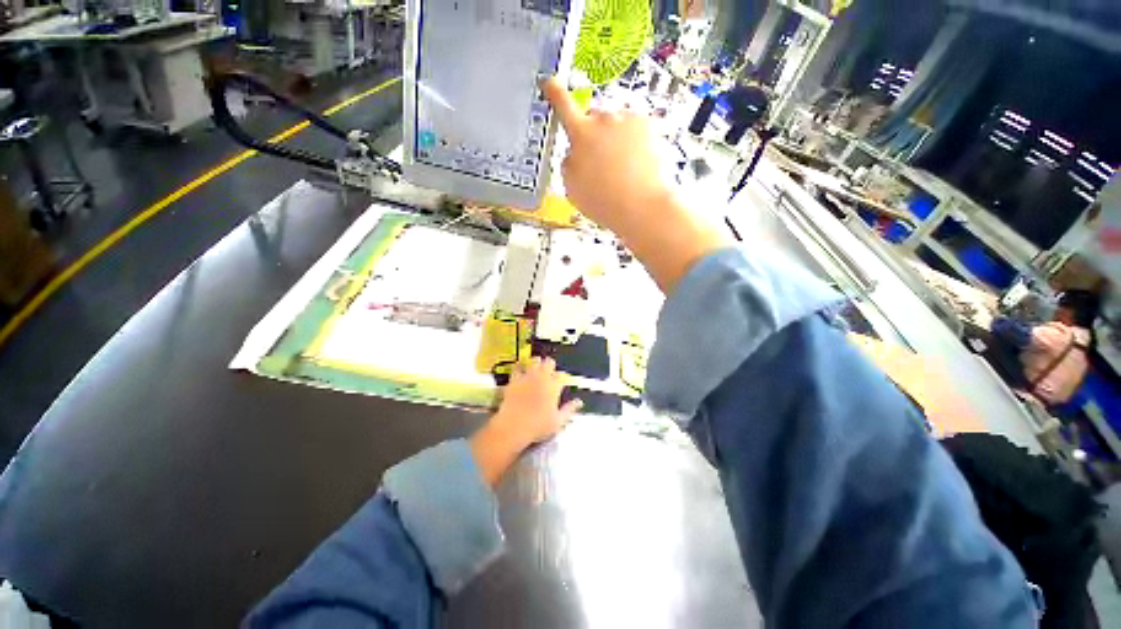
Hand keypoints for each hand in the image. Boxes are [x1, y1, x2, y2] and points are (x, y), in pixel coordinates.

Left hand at [471, 358, 581, 486]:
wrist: (514, 426)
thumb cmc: (538, 425)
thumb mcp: (558, 421)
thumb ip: (569, 409)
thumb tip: (578, 402)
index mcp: (554, 386)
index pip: (562, 376)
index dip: (563, 377)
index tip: (563, 381)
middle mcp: (542, 378)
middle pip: (549, 363)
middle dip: (550, 365)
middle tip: (550, 369)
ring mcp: (527, 377)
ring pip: (534, 361)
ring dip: (537, 362)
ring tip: (537, 364)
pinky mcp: (514, 379)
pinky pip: (517, 367)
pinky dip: (520, 366)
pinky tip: (520, 366)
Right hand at [542, 77, 729, 293]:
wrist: (642, 206)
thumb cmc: (603, 201)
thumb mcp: (572, 187)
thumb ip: (568, 163)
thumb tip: (573, 153)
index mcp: (581, 134)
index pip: (563, 106)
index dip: (555, 93)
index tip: (550, 82)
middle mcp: (604, 120)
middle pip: (594, 119)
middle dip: (594, 134)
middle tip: (601, 162)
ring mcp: (628, 120)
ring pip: (616, 125)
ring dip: (615, 139)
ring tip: (622, 170)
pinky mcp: (648, 125)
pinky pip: (635, 129)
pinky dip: (634, 142)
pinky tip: (635, 164)